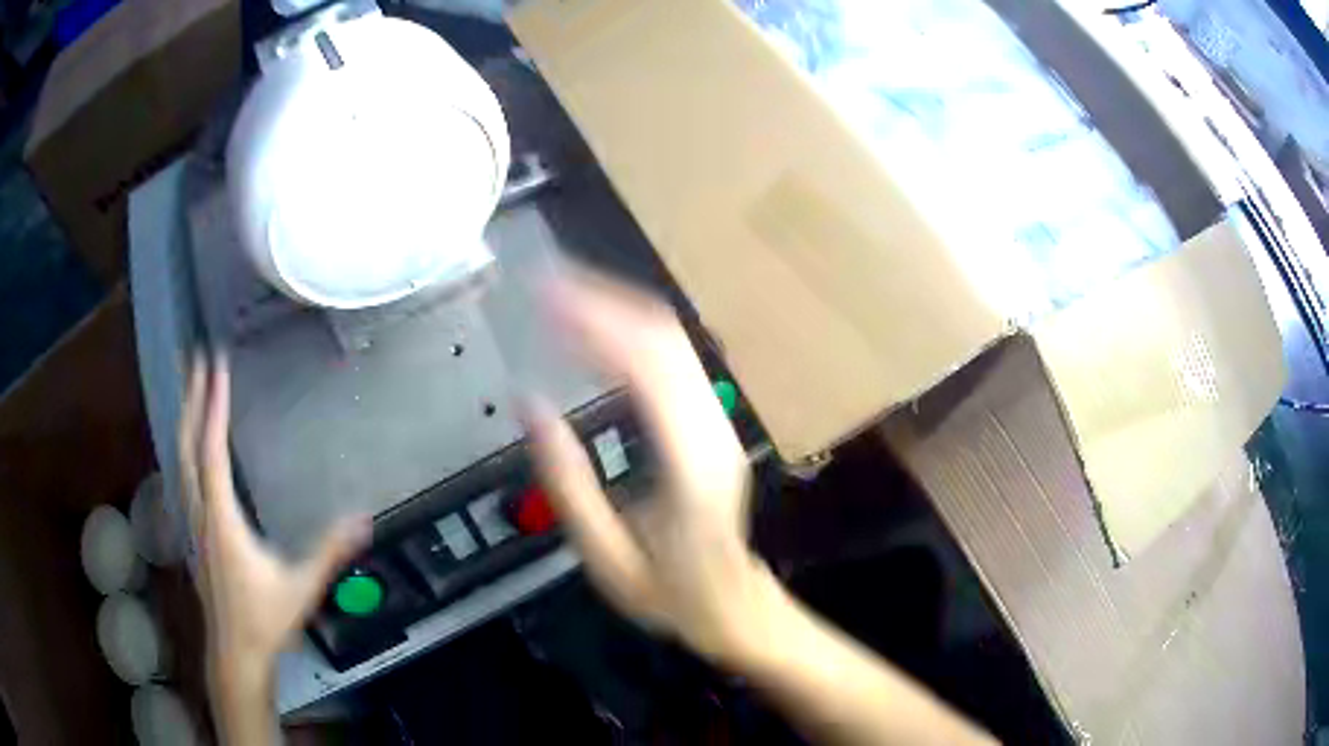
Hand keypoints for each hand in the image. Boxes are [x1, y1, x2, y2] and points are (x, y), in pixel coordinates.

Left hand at [179, 354, 369, 685]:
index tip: (216, 364)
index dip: (213, 405)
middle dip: (191, 396)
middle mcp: (199, 510)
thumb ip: (329, 551)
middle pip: (187, 443)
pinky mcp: (192, 530)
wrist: (235, 652)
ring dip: (184, 416)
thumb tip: (364, 518)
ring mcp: (191, 520)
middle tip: (193, 354)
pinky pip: (183, 473)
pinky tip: (187, 440)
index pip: (212, 450)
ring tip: (188, 384)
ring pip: (180, 456)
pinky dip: (184, 444)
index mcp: (221, 517)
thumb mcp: (301, 586)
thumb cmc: (265, 619)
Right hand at [525, 273, 779, 662]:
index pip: (647, 367)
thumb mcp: (607, 559)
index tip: (546, 296)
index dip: (597, 321)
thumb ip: (568, 483)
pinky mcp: (710, 421)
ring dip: (616, 306)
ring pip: (672, 339)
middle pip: (664, 337)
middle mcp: (711, 429)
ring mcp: (717, 421)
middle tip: (544, 282)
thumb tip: (531, 407)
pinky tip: (593, 330)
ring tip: (561, 294)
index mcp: (689, 465)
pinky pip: (672, 358)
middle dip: (602, 299)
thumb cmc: (671, 594)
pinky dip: (629, 332)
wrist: (735, 605)